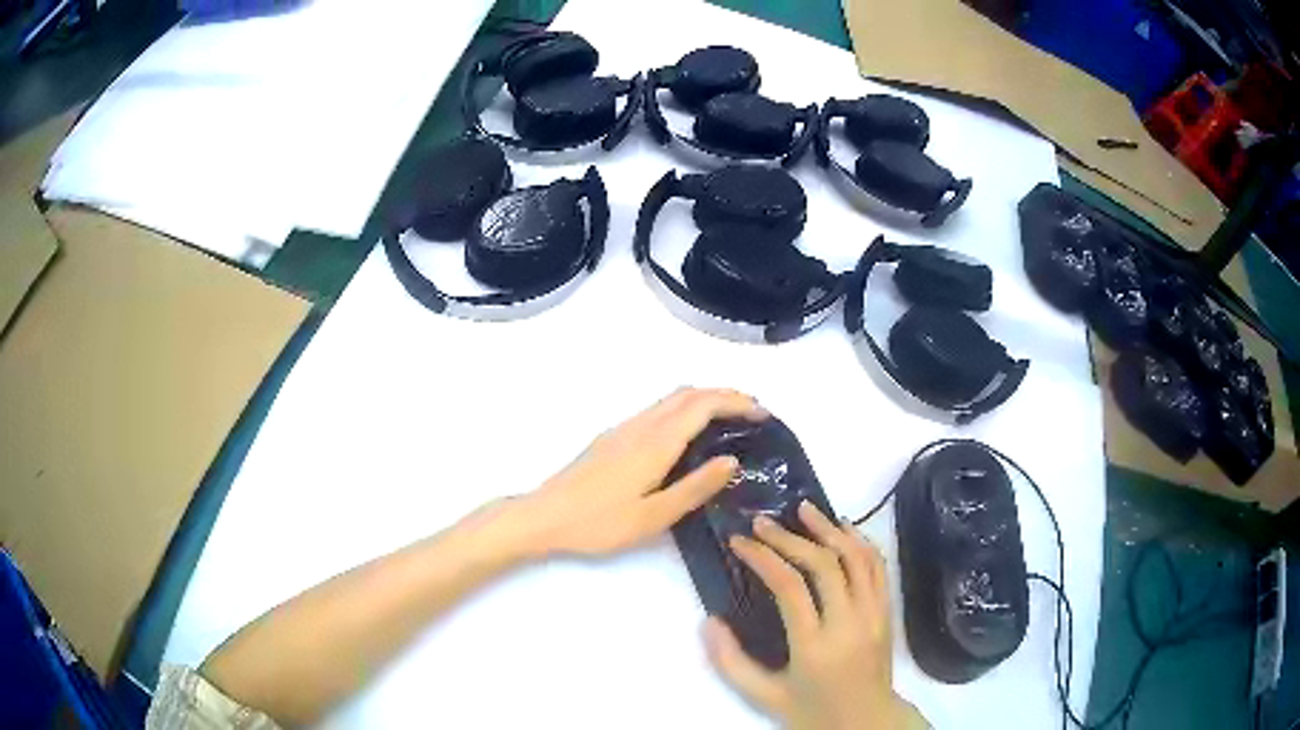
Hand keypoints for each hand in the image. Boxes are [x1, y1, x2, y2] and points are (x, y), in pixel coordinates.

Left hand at [519, 387, 766, 556]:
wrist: (545, 516)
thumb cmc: (600, 522)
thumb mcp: (654, 516)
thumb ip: (695, 487)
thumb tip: (732, 460)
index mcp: (656, 442)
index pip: (704, 405)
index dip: (737, 402)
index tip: (763, 413)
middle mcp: (641, 425)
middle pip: (689, 393)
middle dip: (725, 394)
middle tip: (753, 412)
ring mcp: (624, 428)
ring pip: (671, 398)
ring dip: (704, 399)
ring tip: (729, 420)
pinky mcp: (613, 437)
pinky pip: (657, 410)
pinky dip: (684, 409)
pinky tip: (688, 436)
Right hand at [705, 502, 923, 729]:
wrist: (866, 722)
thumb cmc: (811, 710)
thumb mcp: (763, 695)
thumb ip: (731, 662)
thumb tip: (709, 622)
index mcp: (814, 647)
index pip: (789, 587)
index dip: (763, 557)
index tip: (740, 541)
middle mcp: (849, 623)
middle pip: (824, 564)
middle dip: (790, 537)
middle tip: (763, 521)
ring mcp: (874, 614)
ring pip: (856, 557)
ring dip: (829, 529)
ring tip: (803, 509)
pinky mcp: (888, 611)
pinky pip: (877, 567)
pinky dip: (860, 541)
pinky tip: (842, 528)